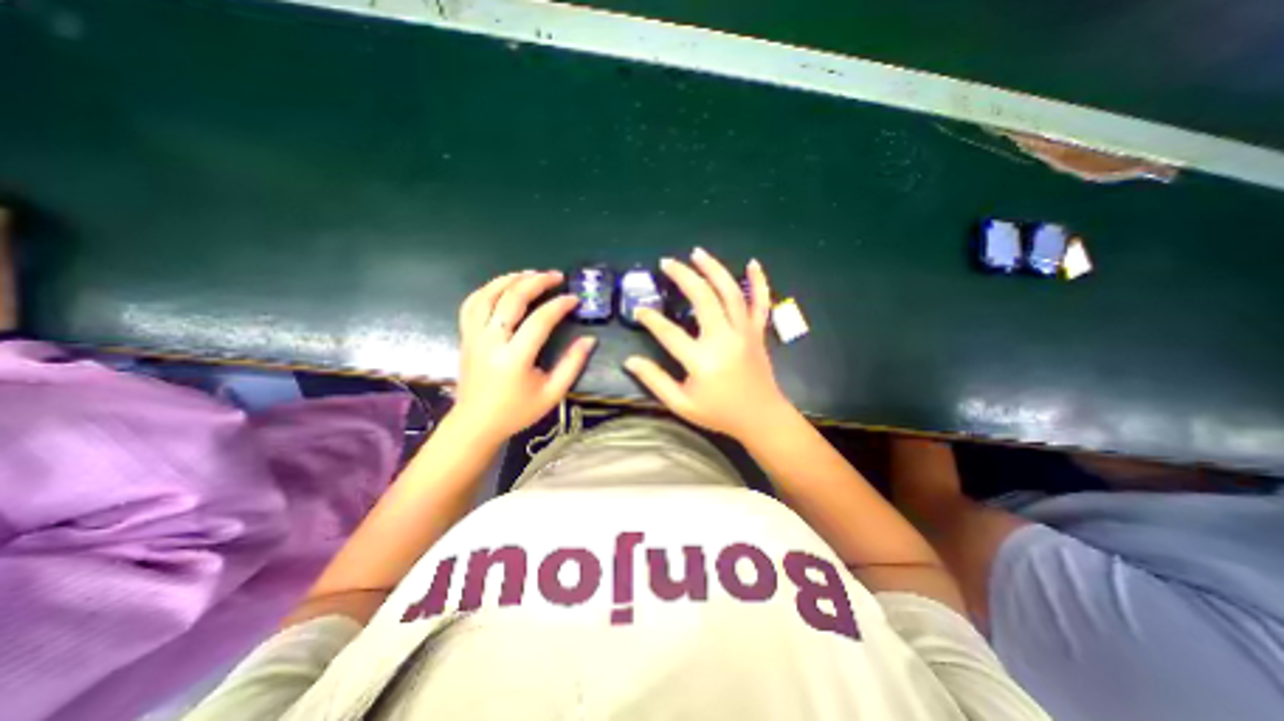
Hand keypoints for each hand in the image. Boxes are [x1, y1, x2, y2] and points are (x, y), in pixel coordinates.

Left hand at [452, 270, 595, 438]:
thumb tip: (589, 339)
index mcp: (515, 358)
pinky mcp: (465, 336)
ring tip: (531, 273)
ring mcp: (473, 336)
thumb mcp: (552, 393)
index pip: (540, 320)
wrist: (476, 423)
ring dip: (510, 279)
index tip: (574, 299)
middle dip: (536, 282)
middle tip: (556, 276)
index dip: (559, 305)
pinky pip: (471, 304)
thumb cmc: (517, 411)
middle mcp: (491, 341)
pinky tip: (502, 286)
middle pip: (511, 298)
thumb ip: (572, 364)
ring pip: (488, 295)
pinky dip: (487, 289)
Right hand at [627, 249, 799, 439]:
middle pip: (703, 298)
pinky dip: (759, 281)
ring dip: (714, 269)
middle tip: (667, 263)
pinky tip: (752, 263)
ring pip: (730, 293)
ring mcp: (744, 333)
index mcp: (702, 361)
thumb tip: (630, 361)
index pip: (669, 332)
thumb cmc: (719, 413)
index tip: (639, 309)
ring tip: (697, 253)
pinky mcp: (758, 332)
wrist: (761, 418)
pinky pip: (761, 303)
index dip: (650, 319)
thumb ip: (655, 381)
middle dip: (683, 277)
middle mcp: (724, 340)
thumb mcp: (681, 405)